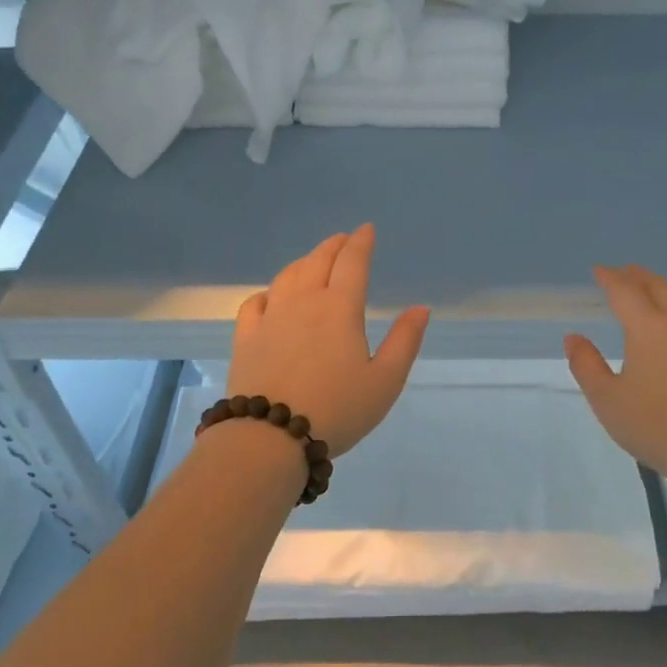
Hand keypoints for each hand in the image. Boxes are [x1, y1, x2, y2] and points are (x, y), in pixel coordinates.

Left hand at [228, 224, 428, 456]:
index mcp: (340, 308)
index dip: (361, 243)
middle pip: (318, 261)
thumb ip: (405, 341)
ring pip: (287, 276)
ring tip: (313, 260)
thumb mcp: (385, 381)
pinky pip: (255, 302)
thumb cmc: (337, 409)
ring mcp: (270, 318)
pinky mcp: (245, 337)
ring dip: (304, 262)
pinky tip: (271, 296)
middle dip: (334, 246)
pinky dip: (268, 291)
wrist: (270, 437)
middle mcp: (303, 302)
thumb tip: (420, 308)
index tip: (367, 230)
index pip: (352, 262)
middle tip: (343, 239)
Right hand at [563, 265, 666, 490]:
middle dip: (636, 276)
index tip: (598, 271)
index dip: (610, 278)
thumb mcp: (607, 400)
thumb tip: (573, 338)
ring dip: (659, 287)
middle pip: (657, 286)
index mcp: (649, 327)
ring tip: (646, 289)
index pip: (625, 291)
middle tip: (621, 272)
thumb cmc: (656, 426)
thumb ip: (586, 365)